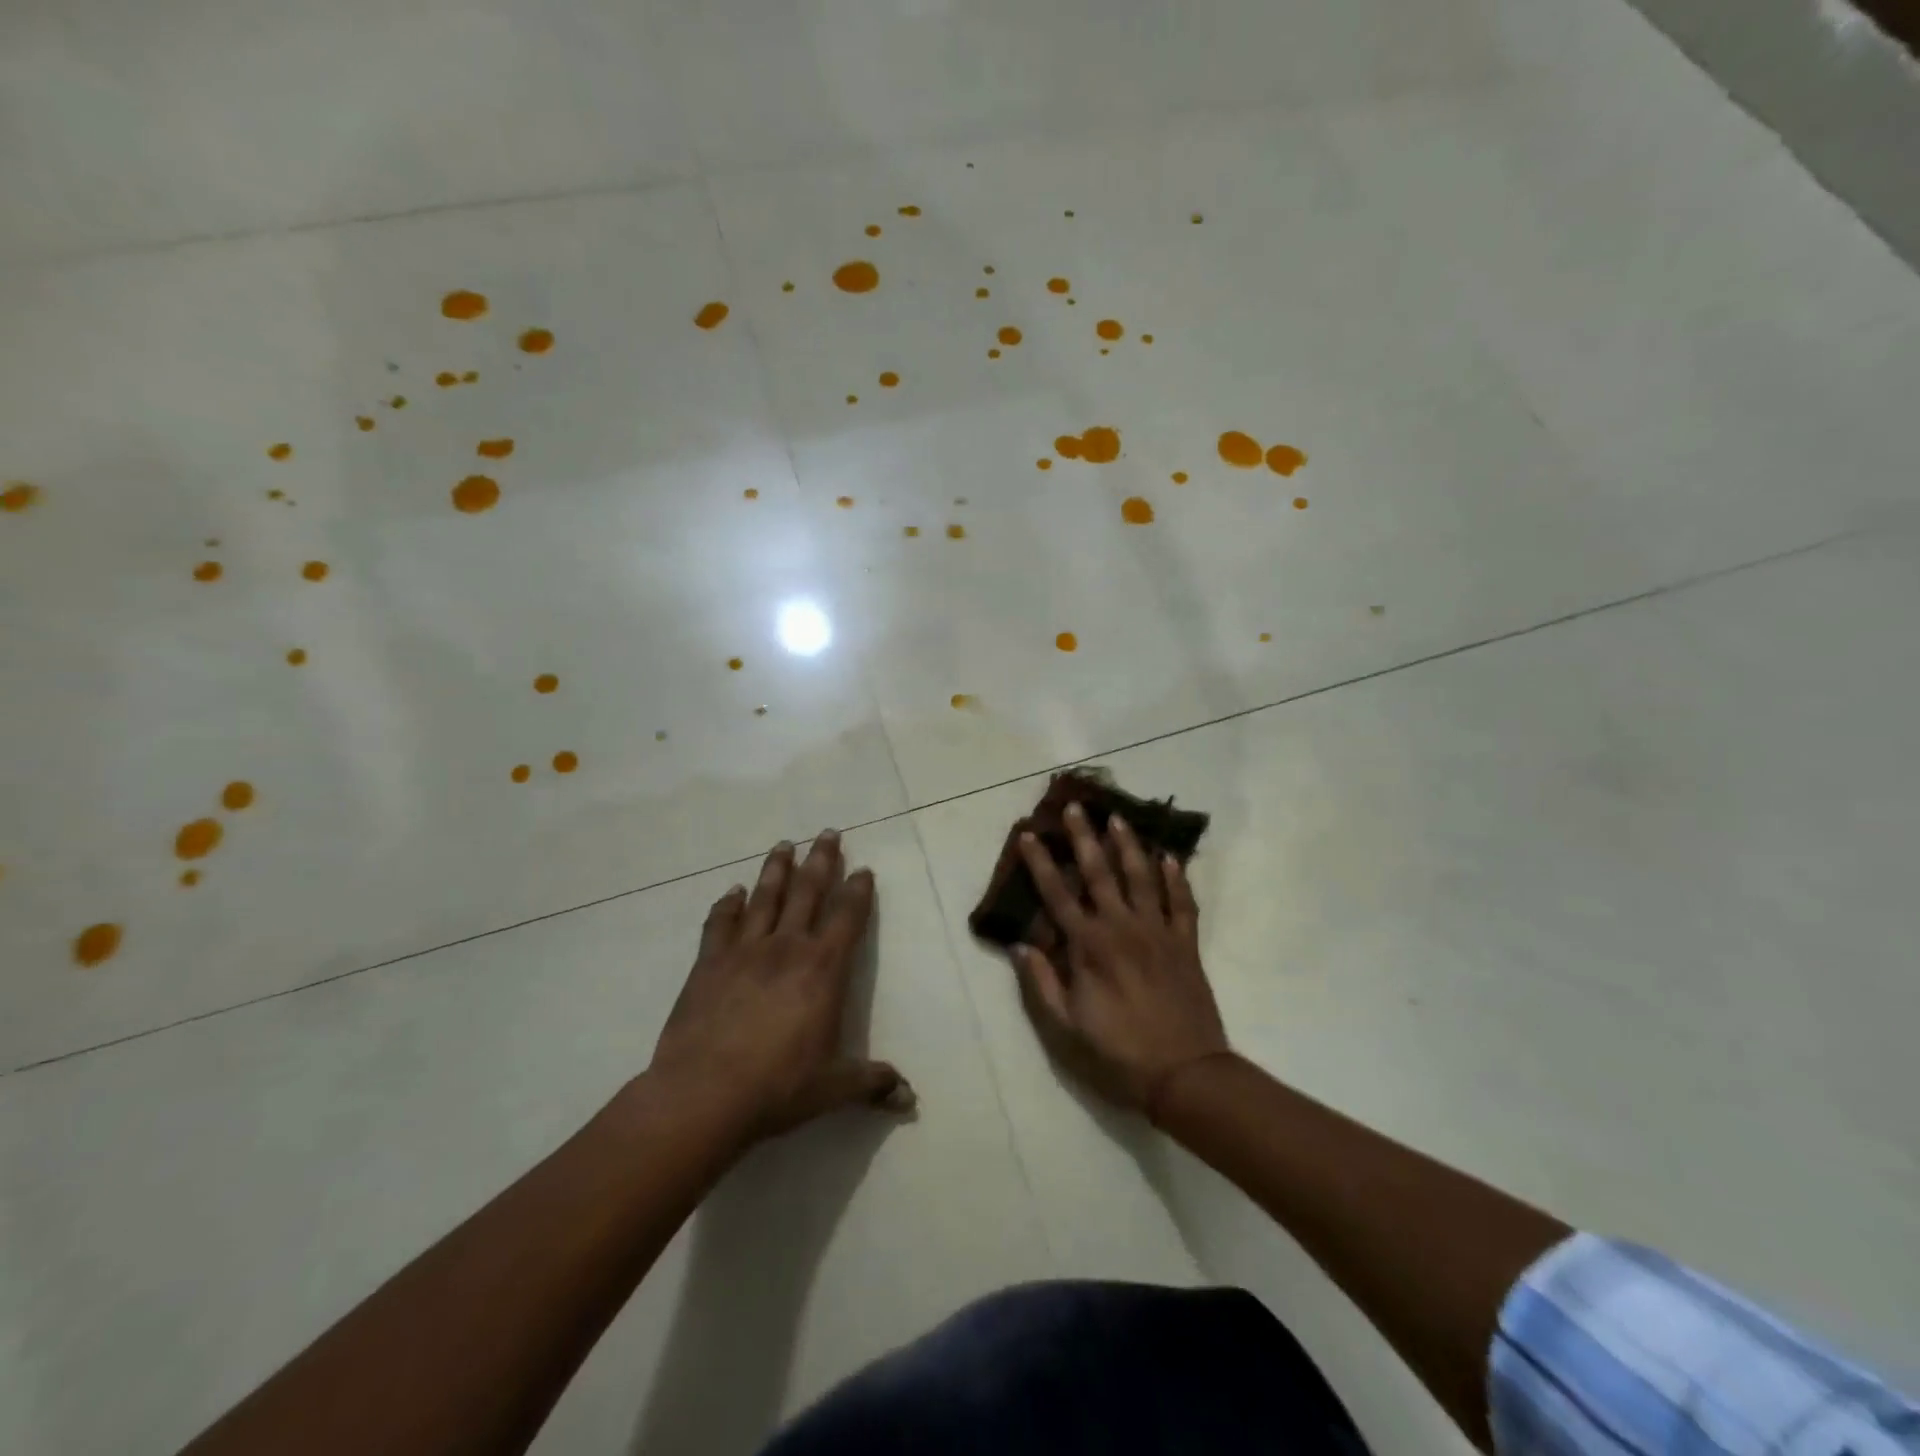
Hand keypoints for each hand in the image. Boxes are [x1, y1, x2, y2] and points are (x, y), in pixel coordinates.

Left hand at [650, 831, 913, 1144]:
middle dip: (821, 860)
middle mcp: (787, 948)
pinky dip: (727, 905)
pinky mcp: (708, 963)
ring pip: (766, 898)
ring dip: (777, 869)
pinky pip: (720, 924)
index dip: (858, 891)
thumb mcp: (833, 1088)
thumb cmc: (778, 1087)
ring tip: (784, 844)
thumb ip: (871, 1083)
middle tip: (827, 832)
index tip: (863, 869)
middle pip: (808, 892)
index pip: (847, 918)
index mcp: (823, 969)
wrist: (704, 1095)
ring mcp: (745, 951)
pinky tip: (731, 892)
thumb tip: (909, 1098)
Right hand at [1013, 803, 1229, 1114]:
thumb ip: (1042, 984)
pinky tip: (1170, 858)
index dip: (1040, 863)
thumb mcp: (1065, 1029)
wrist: (1186, 1074)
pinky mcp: (1186, 944)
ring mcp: (1158, 932)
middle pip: (1100, 872)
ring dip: (1129, 845)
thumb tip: (1022, 945)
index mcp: (1089, 947)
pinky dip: (1176, 878)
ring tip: (1119, 818)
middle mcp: (1122, 927)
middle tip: (1076, 806)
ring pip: (1142, 877)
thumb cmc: (1118, 1054)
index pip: (1057, 894)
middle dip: (1085, 837)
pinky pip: (1182, 902)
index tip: (1028, 835)